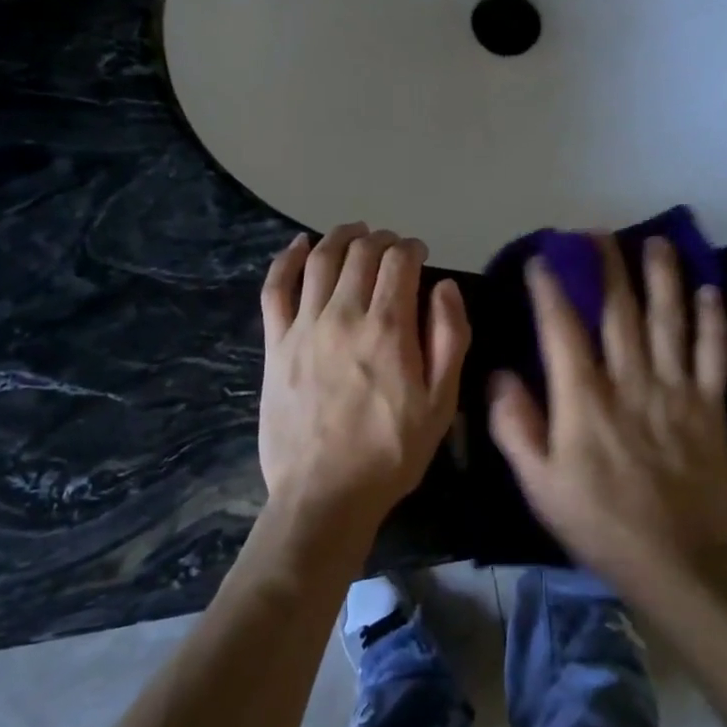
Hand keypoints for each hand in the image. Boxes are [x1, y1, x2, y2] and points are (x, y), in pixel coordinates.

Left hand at [258, 223, 469, 536]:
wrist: (325, 494)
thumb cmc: (392, 451)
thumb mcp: (441, 402)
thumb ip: (449, 337)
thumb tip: (444, 286)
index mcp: (388, 328)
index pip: (399, 263)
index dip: (412, 249)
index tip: (419, 254)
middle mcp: (344, 314)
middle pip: (361, 254)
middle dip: (382, 240)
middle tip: (392, 246)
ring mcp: (304, 326)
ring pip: (322, 261)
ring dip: (341, 237)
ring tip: (355, 232)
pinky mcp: (276, 344)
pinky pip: (276, 288)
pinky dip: (288, 260)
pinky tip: (300, 245)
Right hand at [488, 234, 726, 590]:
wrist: (672, 562)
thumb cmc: (596, 522)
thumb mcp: (538, 483)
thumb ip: (515, 426)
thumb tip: (499, 373)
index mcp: (584, 399)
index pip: (563, 329)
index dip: (551, 289)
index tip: (543, 259)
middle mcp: (630, 382)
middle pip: (618, 311)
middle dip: (606, 267)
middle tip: (597, 233)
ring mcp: (675, 391)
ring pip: (668, 321)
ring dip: (662, 277)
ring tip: (656, 242)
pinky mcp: (710, 408)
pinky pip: (715, 355)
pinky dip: (713, 321)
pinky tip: (709, 290)